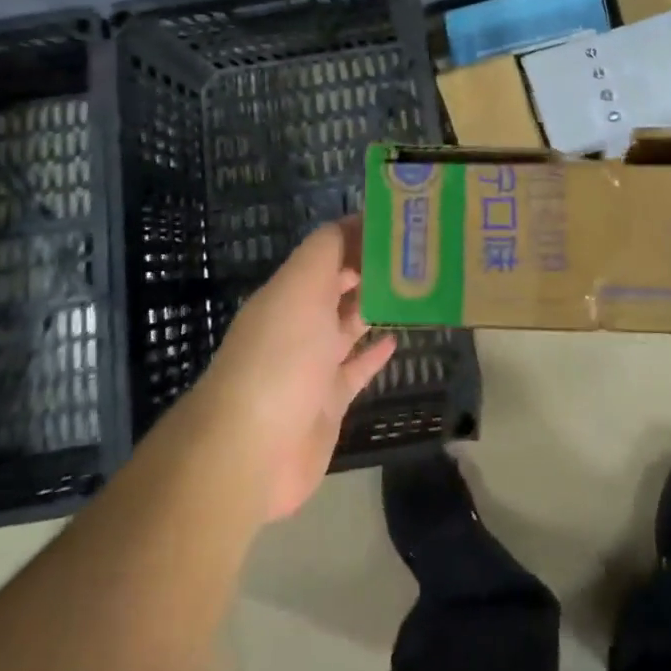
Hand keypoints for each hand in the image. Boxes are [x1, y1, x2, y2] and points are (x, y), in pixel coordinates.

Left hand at [199, 217, 396, 521]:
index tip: (401, 222)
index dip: (360, 233)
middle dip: (370, 268)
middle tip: (418, 254)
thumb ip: (327, 250)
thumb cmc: (281, 356)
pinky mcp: (328, 403)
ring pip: (348, 325)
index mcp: (290, 290)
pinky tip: (397, 338)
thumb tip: (355, 220)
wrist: (252, 449)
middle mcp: (299, 321)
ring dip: (375, 306)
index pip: (328, 249)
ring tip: (415, 289)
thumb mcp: (302, 286)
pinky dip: (374, 353)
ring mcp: (312, 364)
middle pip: (338, 286)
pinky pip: (355, 370)